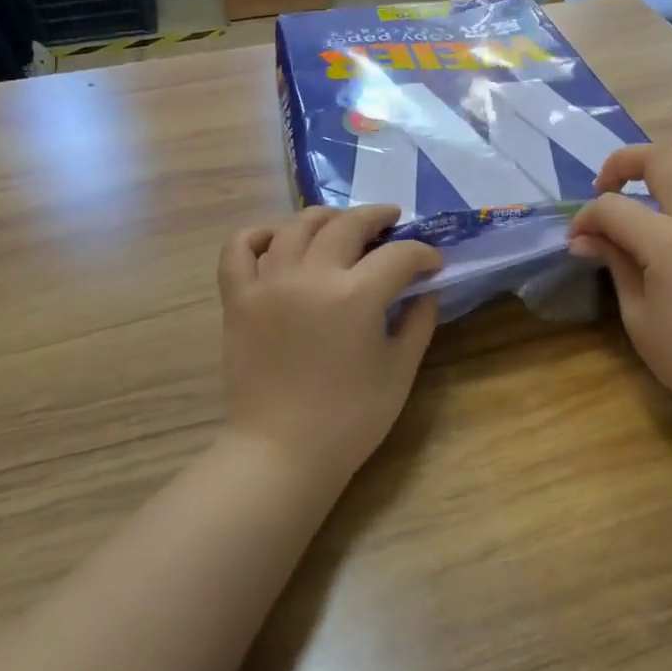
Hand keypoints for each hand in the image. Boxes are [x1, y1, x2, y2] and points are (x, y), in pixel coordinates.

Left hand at [219, 206, 442, 487]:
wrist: (281, 453)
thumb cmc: (349, 419)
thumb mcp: (399, 371)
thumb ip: (417, 324)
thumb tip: (426, 292)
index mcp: (356, 296)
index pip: (399, 256)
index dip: (423, 254)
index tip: (433, 263)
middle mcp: (310, 276)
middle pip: (347, 225)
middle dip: (377, 218)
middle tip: (392, 222)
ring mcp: (268, 283)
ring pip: (295, 226)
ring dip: (325, 218)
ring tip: (341, 224)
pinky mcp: (238, 299)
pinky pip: (238, 249)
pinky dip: (258, 235)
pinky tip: (277, 239)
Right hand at [568, 137, 671, 441]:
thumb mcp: (637, 315)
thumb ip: (615, 263)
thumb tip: (585, 238)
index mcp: (670, 244)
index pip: (614, 209)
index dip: (586, 218)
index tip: (576, 239)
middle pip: (663, 158)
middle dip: (624, 162)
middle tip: (608, 186)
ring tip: (664, 166)